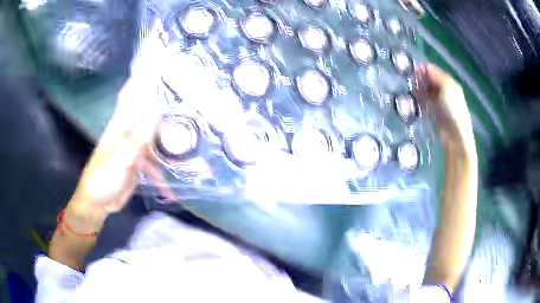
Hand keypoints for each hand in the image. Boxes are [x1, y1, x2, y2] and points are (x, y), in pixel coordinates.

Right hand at [415, 64, 473, 144]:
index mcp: (449, 83)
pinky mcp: (433, 114)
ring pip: (425, 92)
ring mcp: (438, 103)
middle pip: (429, 81)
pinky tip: (415, 102)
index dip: (424, 71)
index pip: (434, 71)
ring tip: (412, 93)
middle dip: (420, 81)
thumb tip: (424, 66)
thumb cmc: (453, 109)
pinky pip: (424, 103)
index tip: (414, 73)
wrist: (455, 135)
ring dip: (418, 91)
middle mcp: (444, 91)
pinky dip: (419, 102)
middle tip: (412, 83)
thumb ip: (436, 75)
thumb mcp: (447, 87)